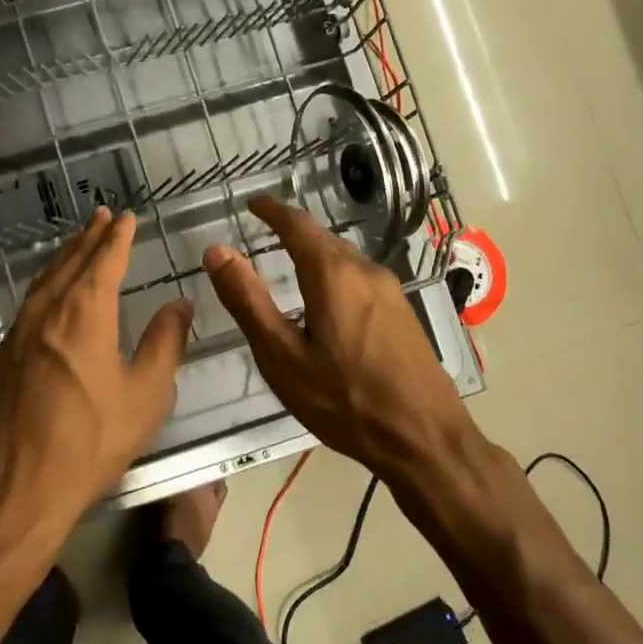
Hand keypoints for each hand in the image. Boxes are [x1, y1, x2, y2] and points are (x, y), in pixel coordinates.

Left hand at [0, 207, 192, 575]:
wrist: (18, 485)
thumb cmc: (91, 440)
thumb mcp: (146, 395)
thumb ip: (165, 344)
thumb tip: (179, 305)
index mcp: (85, 312)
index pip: (104, 260)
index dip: (118, 237)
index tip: (127, 217)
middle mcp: (48, 310)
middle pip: (71, 261)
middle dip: (89, 237)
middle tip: (102, 216)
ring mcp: (20, 331)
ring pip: (46, 279)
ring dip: (66, 256)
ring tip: (79, 243)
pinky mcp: (5, 354)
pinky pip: (31, 301)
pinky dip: (48, 282)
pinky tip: (52, 292)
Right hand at [203, 196, 471, 481]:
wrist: (425, 440)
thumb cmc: (345, 401)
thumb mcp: (282, 356)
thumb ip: (248, 301)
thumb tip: (217, 251)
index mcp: (333, 275)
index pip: (298, 225)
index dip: (272, 211)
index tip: (253, 204)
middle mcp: (366, 272)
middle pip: (323, 240)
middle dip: (293, 232)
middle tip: (264, 234)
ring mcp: (391, 292)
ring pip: (344, 260)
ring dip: (315, 255)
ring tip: (289, 266)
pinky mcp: (404, 314)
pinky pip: (360, 280)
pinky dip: (334, 276)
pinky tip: (326, 302)